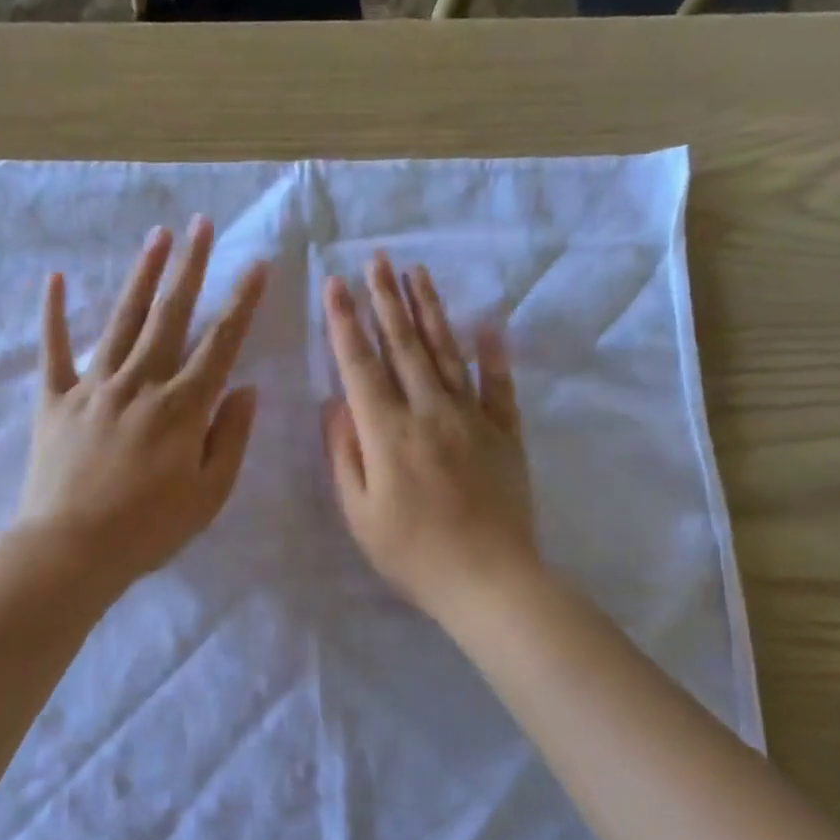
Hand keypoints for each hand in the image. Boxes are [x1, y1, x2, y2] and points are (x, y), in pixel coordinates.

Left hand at [17, 217, 267, 589]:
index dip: (241, 302)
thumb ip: (231, 438)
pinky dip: (54, 314)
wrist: (72, 550)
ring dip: (142, 276)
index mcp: (182, 408)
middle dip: (190, 267)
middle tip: (202, 224)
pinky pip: (54, 350)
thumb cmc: (149, 530)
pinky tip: (56, 277)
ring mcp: (93, 387)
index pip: (220, 344)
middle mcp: (140, 384)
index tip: (256, 264)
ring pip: (122, 320)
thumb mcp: (209, 495)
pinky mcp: (55, 401)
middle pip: (170, 316)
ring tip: (157, 235)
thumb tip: (247, 388)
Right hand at [322, 255, 536, 619]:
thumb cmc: (412, 554)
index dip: (345, 322)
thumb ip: (345, 454)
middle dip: (386, 299)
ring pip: (446, 352)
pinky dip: (493, 352)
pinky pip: (498, 384)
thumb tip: (334, 403)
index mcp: (387, 432)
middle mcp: (428, 412)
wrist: (489, 580)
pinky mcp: (504, 432)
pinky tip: (488, 322)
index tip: (335, 284)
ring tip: (417, 273)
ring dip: (429, 310)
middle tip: (376, 259)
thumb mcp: (360, 513)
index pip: (360, 365)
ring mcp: (471, 418)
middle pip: (403, 345)